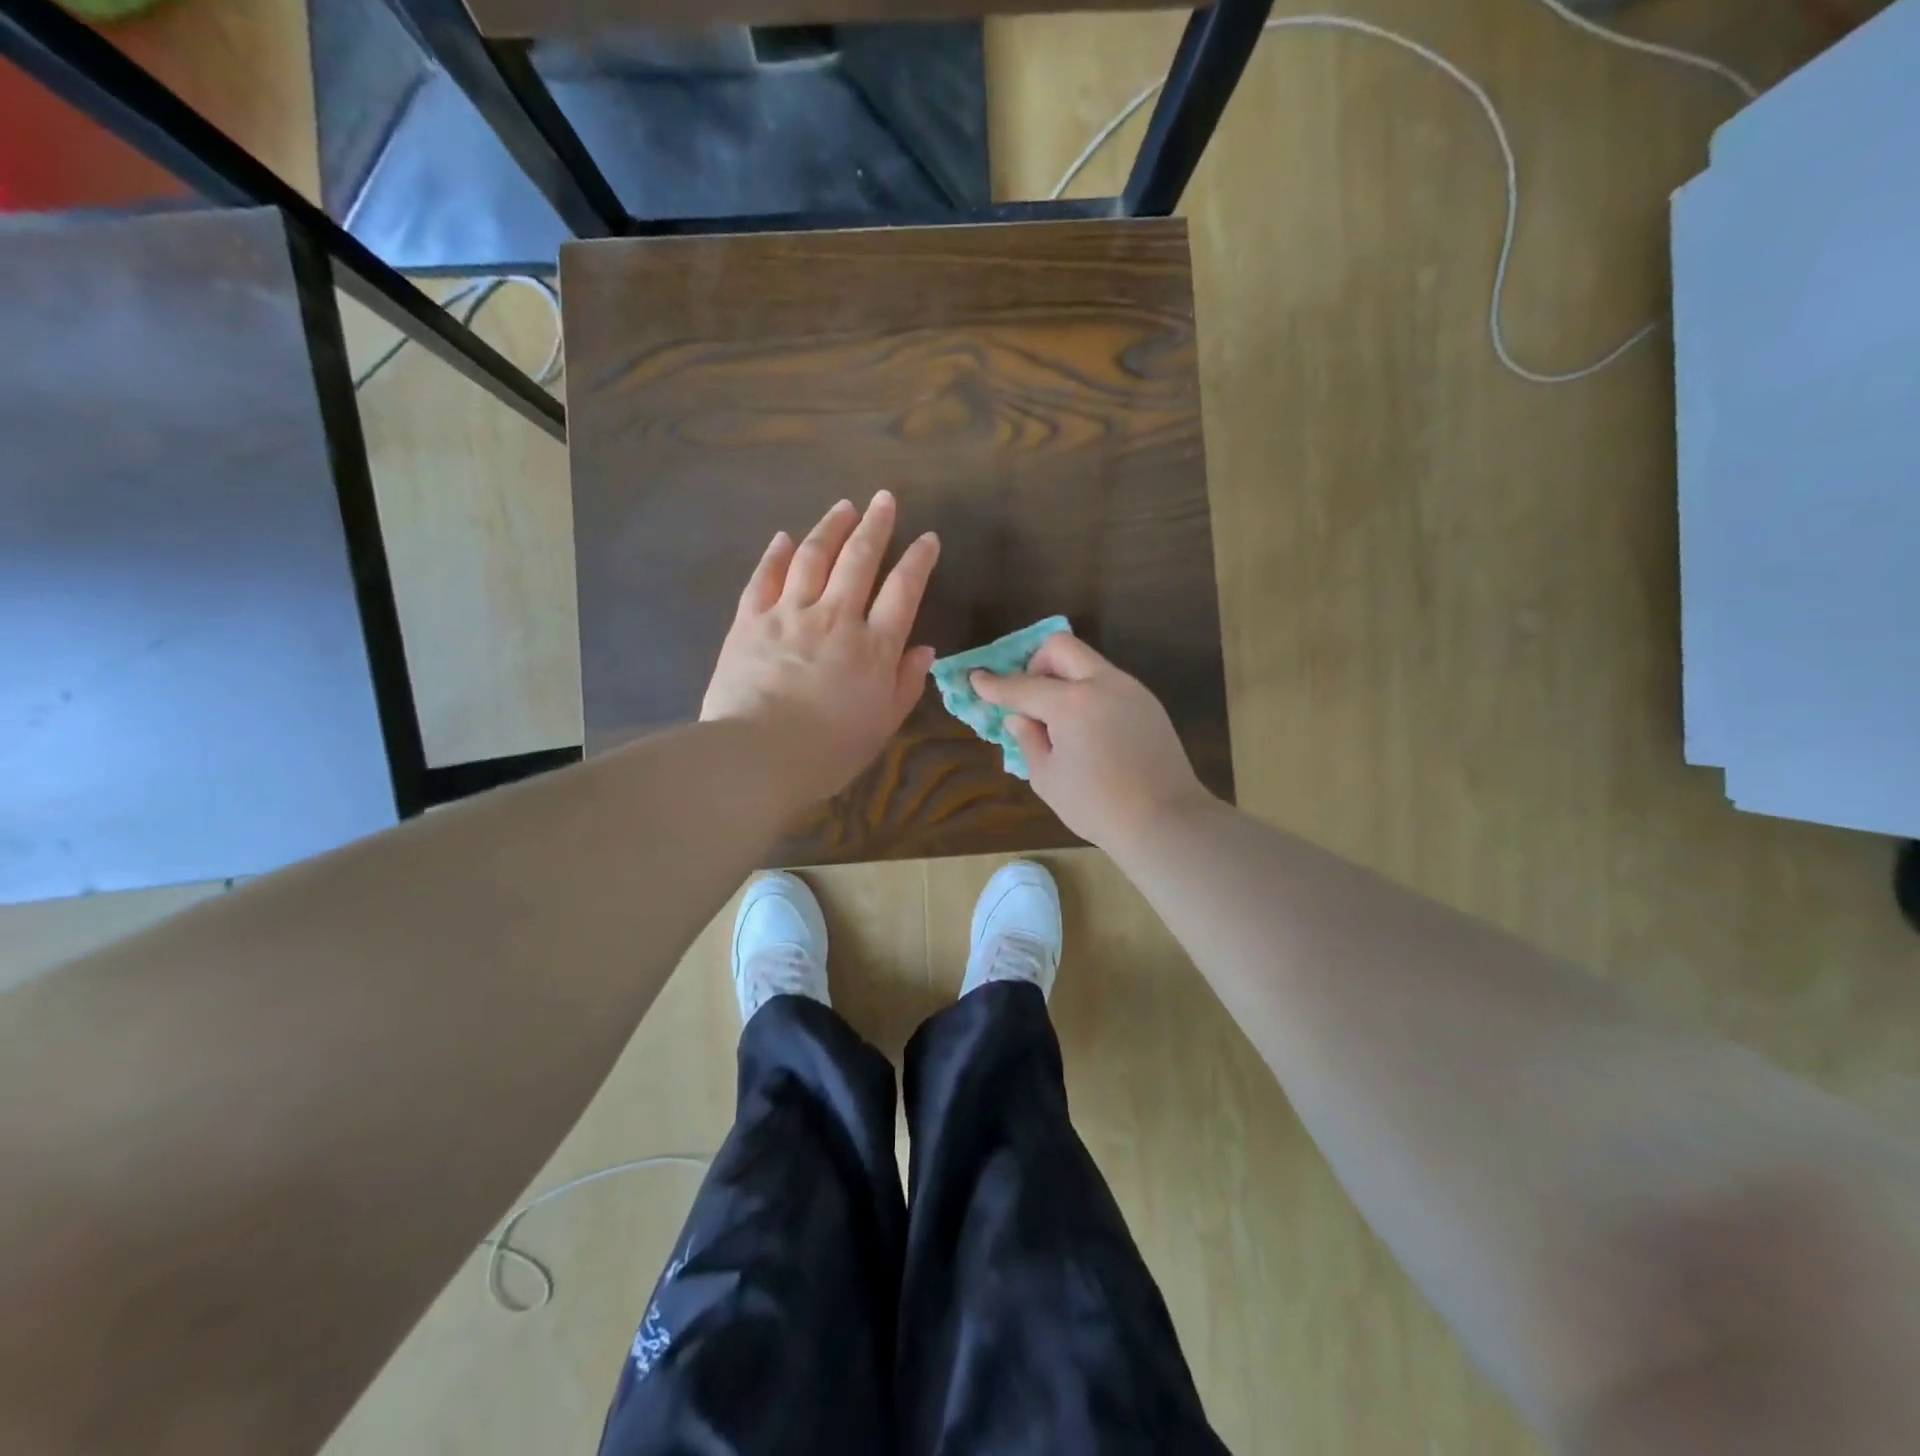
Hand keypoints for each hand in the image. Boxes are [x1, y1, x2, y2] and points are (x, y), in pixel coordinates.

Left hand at [702, 491, 939, 809]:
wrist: (758, 756)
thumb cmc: (828, 751)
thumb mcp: (882, 725)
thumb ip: (905, 683)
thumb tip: (924, 649)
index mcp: (873, 646)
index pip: (904, 590)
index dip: (918, 560)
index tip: (927, 538)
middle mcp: (836, 618)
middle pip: (859, 559)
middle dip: (875, 525)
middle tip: (884, 499)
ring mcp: (789, 614)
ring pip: (813, 556)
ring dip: (830, 527)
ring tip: (843, 506)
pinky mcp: (750, 621)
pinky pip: (765, 577)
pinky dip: (775, 554)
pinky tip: (783, 537)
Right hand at [972, 635, 1213, 852]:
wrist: (1165, 819)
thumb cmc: (1097, 806)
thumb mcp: (1047, 778)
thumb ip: (1029, 739)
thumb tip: (1020, 717)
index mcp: (1071, 704)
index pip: (1022, 686)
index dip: (994, 684)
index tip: (976, 678)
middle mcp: (1102, 683)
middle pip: (1060, 647)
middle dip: (1035, 663)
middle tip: (1030, 698)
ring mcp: (1129, 689)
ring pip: (1087, 661)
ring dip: (1064, 677)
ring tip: (1059, 719)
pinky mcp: (1147, 702)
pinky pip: (1107, 681)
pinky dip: (1087, 691)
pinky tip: (1087, 728)